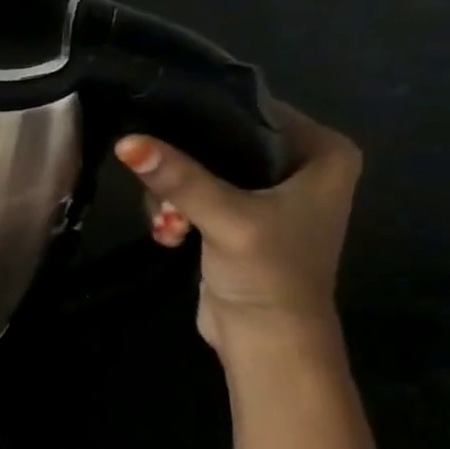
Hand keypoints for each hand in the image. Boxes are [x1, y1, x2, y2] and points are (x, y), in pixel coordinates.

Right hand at [113, 104, 361, 357]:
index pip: (253, 111)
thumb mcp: (225, 218)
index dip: (203, 117)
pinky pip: (193, 195)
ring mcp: (267, 193)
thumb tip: (127, 141)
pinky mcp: (237, 217)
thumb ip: (179, 178)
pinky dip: (175, 212)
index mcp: (322, 152)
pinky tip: (168, 235)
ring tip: (167, 226)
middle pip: (218, 142)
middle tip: (163, 198)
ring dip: (171, 198)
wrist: (268, 337)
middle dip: (179, 169)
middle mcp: (299, 165)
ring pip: (198, 170)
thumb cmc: (268, 273)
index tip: (157, 128)